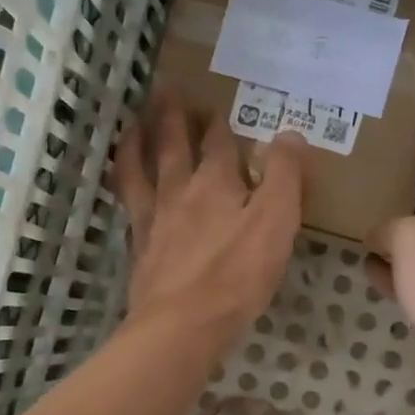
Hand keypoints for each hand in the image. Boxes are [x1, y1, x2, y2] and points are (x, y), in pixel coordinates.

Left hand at [110, 92, 305, 348]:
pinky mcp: (140, 248)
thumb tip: (290, 133)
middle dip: (173, 117)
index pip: (219, 143)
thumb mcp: (277, 222)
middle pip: (174, 146)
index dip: (220, 123)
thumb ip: (286, 176)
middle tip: (165, 91)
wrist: (182, 324)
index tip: (218, 106)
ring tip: (133, 125)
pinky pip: (128, 204)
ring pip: (142, 169)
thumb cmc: (237, 274)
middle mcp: (180, 192)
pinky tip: (125, 185)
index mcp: (217, 183)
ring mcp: (154, 219)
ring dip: (138, 142)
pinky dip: (125, 184)